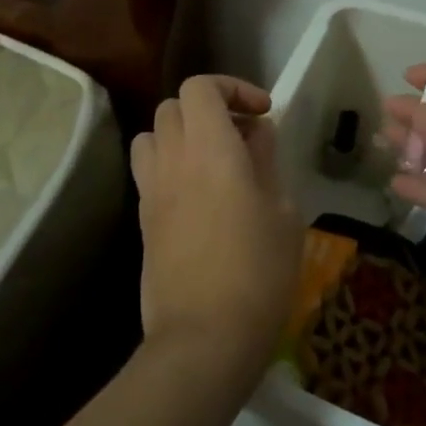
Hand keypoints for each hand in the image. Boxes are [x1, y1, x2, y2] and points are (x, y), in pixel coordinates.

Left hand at [130, 75, 301, 359]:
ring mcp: (151, 190)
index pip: (200, 87)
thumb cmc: (257, 271)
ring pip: (153, 135)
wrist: (204, 337)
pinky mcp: (142, 220)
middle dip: (209, 108)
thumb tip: (256, 134)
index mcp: (209, 148)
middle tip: (243, 136)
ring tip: (214, 159)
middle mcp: (172, 159)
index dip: (232, 88)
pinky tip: (200, 195)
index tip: (261, 112)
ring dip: (182, 134)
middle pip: (173, 106)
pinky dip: (171, 165)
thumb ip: (266, 162)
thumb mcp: (283, 212)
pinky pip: (150, 171)